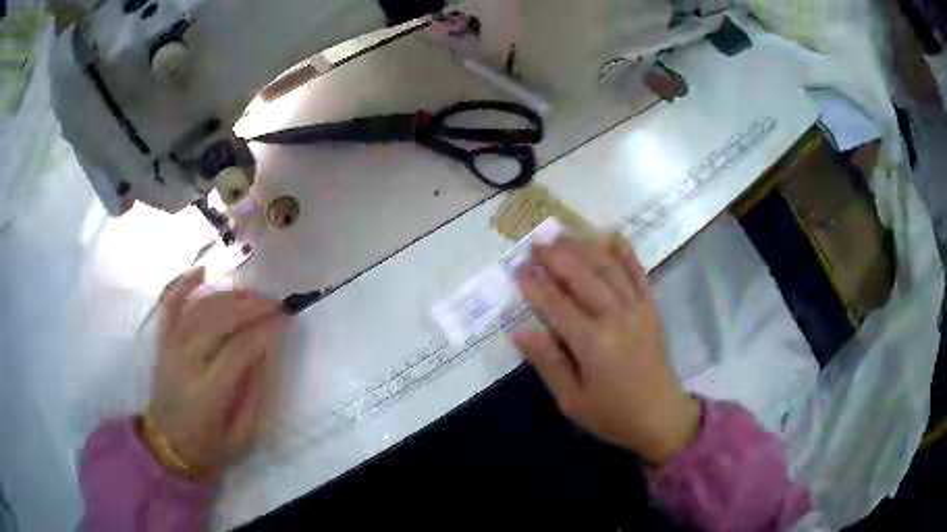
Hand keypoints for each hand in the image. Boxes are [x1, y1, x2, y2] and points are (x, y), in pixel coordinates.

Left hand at [143, 268, 290, 480]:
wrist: (168, 447)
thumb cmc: (209, 447)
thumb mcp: (243, 436)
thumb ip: (254, 394)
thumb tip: (265, 351)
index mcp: (208, 392)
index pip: (239, 349)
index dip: (265, 330)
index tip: (287, 320)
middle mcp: (186, 363)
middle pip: (218, 321)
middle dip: (250, 306)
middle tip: (275, 303)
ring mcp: (171, 348)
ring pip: (198, 308)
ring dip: (227, 295)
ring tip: (252, 293)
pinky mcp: (162, 342)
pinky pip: (169, 305)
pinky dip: (182, 283)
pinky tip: (201, 270)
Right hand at [512, 236, 700, 466]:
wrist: (661, 417)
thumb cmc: (613, 415)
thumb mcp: (572, 401)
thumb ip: (548, 363)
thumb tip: (520, 331)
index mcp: (593, 343)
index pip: (556, 303)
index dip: (535, 284)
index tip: (518, 269)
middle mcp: (616, 317)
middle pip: (581, 276)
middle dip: (556, 257)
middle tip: (535, 245)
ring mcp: (637, 309)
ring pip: (608, 268)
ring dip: (584, 247)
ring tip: (563, 235)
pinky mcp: (651, 308)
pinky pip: (638, 273)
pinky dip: (625, 253)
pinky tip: (612, 237)